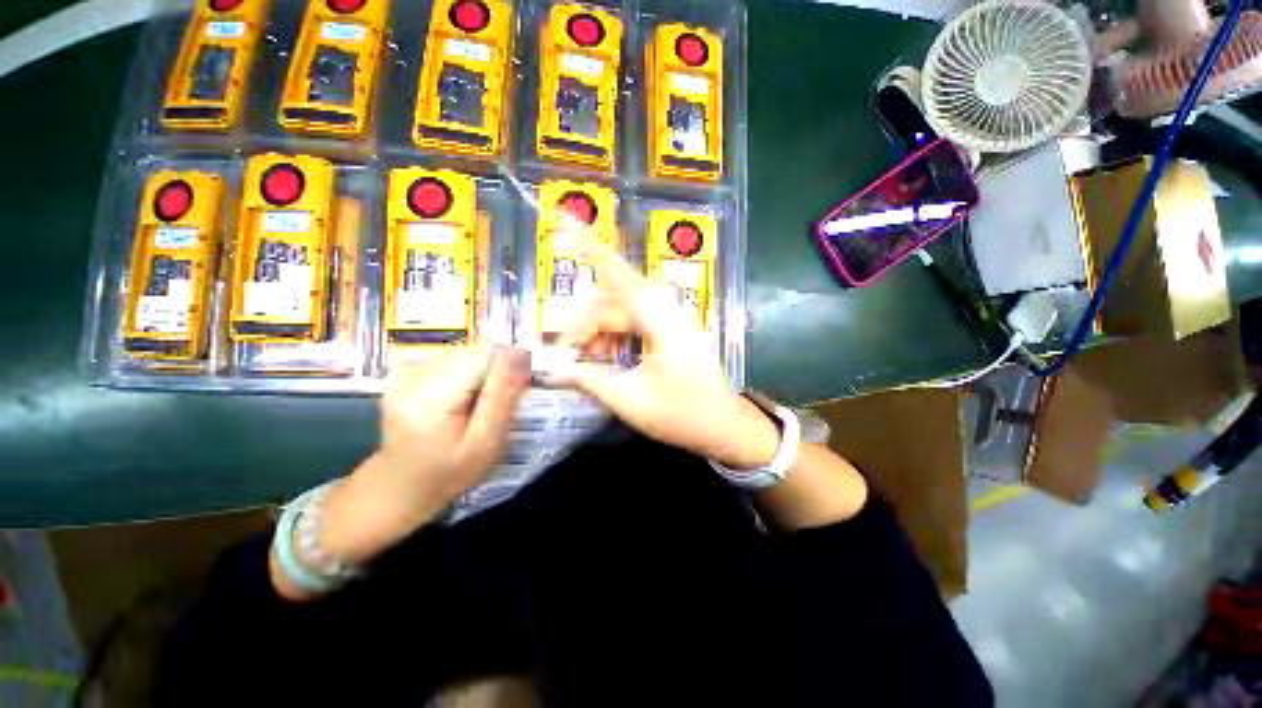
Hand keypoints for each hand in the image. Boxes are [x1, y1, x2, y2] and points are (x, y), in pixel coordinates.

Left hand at [319, 346, 529, 564]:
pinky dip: (462, 374)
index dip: (505, 370)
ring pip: (463, 354)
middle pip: (472, 353)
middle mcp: (412, 376)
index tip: (513, 392)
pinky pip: (449, 359)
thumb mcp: (485, 443)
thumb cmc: (448, 472)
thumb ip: (502, 398)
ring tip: (472, 406)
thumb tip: (518, 353)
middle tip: (490, 406)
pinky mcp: (402, 371)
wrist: (397, 486)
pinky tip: (455, 399)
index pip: (483, 357)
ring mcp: (403, 372)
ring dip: (477, 373)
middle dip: (491, 373)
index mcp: (431, 400)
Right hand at [549, 244, 779, 469]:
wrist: (726, 427)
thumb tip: (553, 370)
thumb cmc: (682, 414)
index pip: (616, 273)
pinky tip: (606, 356)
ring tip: (585, 359)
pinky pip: (636, 321)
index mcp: (658, 319)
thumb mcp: (629, 400)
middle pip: (613, 300)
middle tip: (567, 352)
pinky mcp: (672, 329)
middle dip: (586, 323)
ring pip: (623, 311)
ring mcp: (671, 318)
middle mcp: (665, 309)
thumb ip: (588, 380)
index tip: (565, 219)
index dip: (589, 245)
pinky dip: (616, 335)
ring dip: (600, 331)